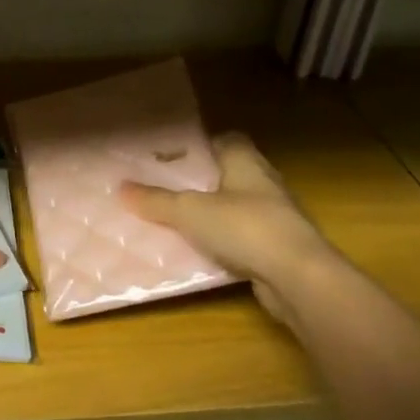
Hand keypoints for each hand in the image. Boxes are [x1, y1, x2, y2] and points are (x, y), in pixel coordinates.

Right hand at [120, 133, 334, 318]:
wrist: (300, 280)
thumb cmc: (245, 228)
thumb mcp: (189, 212)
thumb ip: (156, 201)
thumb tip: (119, 188)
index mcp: (246, 162)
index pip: (227, 139)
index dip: (202, 144)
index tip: (175, 154)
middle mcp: (265, 183)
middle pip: (231, 173)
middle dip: (203, 180)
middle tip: (168, 186)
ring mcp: (277, 218)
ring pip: (238, 207)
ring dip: (215, 214)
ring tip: (179, 219)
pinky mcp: (279, 250)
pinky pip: (244, 239)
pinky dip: (225, 243)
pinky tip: (201, 252)